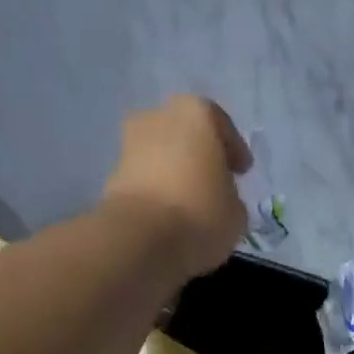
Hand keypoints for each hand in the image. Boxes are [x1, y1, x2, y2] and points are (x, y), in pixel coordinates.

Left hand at [101, 95, 251, 281]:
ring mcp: (129, 144)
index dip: (235, 151)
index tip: (242, 172)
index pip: (221, 126)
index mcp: (196, 113)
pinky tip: (168, 216)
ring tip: (190, 204)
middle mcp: (158, 116)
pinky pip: (144, 180)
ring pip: (162, 156)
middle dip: (199, 157)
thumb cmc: (200, 215)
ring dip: (175, 174)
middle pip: (185, 135)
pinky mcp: (112, 176)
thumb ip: (230, 197)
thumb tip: (219, 200)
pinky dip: (156, 192)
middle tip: (213, 183)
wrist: (141, 240)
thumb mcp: (236, 212)